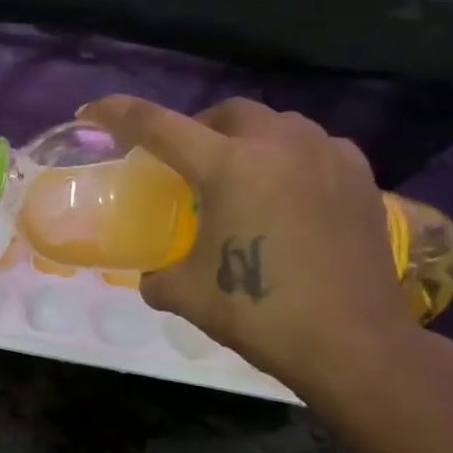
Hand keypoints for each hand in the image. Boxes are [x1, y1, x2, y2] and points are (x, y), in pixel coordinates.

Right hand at [80, 95, 422, 397]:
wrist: (353, 343)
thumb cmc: (261, 312)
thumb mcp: (187, 295)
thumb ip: (159, 276)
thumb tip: (154, 277)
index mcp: (229, 167)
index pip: (159, 126)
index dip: (118, 114)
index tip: (92, 110)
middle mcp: (279, 146)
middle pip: (226, 111)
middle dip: (197, 126)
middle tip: (184, 160)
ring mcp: (327, 156)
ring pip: (277, 124)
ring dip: (247, 139)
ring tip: (240, 175)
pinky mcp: (360, 177)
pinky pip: (316, 147)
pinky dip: (290, 158)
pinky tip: (288, 192)